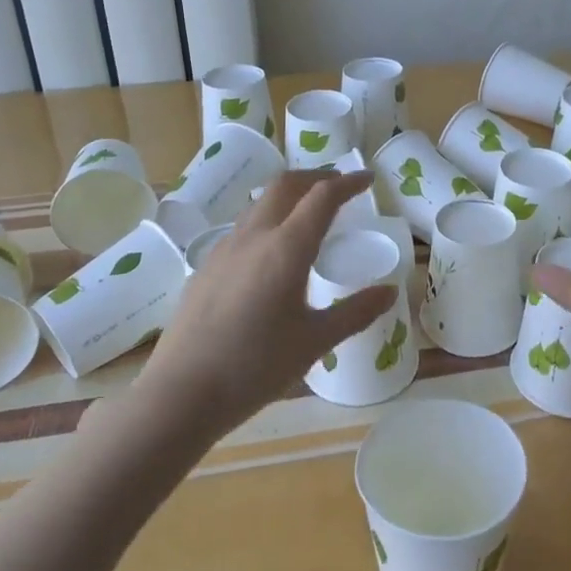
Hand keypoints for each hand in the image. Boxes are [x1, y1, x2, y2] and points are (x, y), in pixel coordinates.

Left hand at [131, 170, 396, 440]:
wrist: (181, 393)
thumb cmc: (255, 367)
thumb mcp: (315, 342)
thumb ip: (356, 312)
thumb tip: (390, 292)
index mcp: (286, 248)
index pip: (322, 197)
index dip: (348, 182)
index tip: (368, 179)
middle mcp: (254, 237)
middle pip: (286, 185)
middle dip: (316, 177)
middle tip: (339, 185)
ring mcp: (224, 249)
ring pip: (260, 203)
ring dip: (289, 196)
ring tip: (307, 213)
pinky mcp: (206, 266)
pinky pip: (243, 227)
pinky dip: (267, 220)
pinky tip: (271, 251)